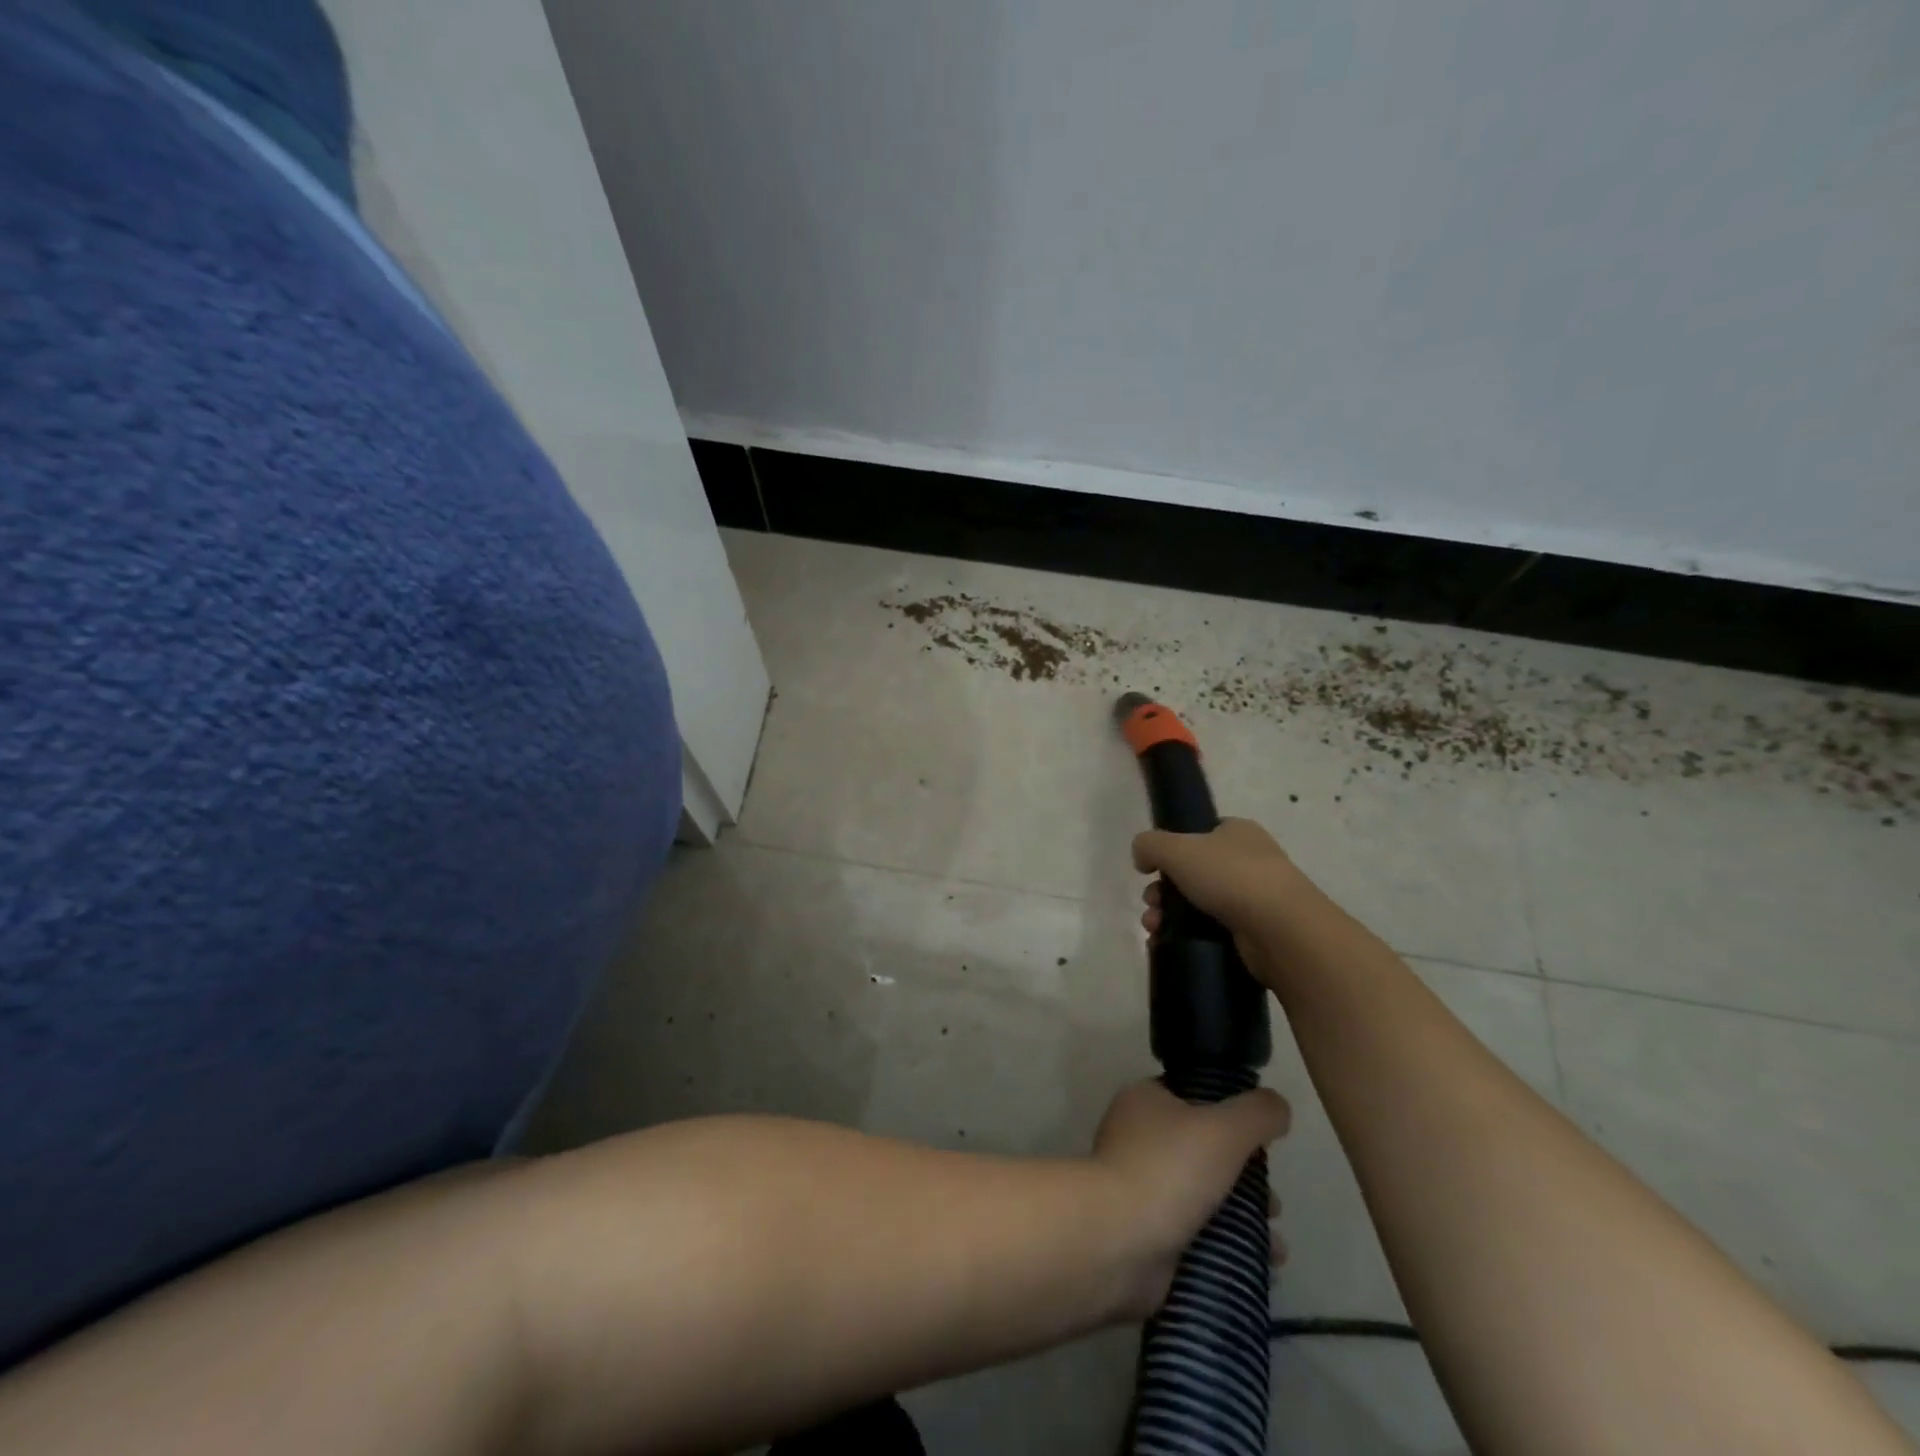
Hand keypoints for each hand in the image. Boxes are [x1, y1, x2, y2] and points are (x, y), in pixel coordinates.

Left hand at [1089, 1079, 1289, 1316]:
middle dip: (1246, 1179)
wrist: (1117, 1240)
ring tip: (1277, 1246)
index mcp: (1145, 1101)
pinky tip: (1262, 1268)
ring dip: (1243, 1218)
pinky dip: (1228, 1248)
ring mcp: (1140, 1187)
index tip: (1264, 1144)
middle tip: (1274, 1204)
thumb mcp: (1223, 1129)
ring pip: (1204, 1196)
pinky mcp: (1147, 1232)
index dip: (1231, 1116)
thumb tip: (1277, 1105)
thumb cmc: (1168, 1169)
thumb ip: (1257, 1113)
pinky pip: (1197, 1236)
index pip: (1194, 1097)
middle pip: (1204, 1151)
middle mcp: (1138, 1138)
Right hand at [1132, 817, 1301, 935]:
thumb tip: (1142, 858)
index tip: (1152, 870)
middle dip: (1162, 890)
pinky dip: (1186, 935)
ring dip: (1168, 915)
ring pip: (1198, 903)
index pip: (1199, 834)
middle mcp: (1249, 860)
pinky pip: (1211, 930)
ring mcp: (1255, 897)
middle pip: (1192, 872)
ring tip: (1154, 928)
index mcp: (1237, 832)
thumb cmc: (1229, 876)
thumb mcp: (1175, 848)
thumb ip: (1149, 845)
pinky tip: (1166, 943)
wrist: (1281, 930)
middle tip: (1151, 904)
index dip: (1170, 850)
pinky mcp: (1255, 931)